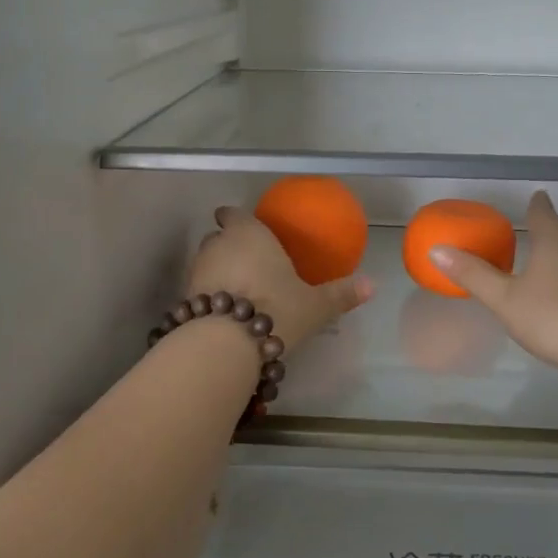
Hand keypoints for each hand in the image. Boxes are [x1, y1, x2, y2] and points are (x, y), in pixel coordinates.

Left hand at [189, 206, 372, 351]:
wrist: (227, 343)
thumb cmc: (277, 309)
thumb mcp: (316, 305)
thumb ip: (341, 293)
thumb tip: (373, 285)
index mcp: (249, 234)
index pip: (233, 213)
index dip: (235, 217)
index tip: (241, 223)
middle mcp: (218, 245)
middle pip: (218, 237)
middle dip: (228, 245)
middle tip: (248, 261)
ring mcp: (197, 271)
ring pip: (206, 262)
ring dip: (217, 271)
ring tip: (237, 289)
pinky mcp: (185, 298)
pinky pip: (198, 289)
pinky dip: (208, 295)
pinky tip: (223, 312)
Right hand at [429, 192, 557, 382]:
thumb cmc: (554, 317)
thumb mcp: (504, 299)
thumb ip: (472, 275)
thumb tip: (436, 250)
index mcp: (555, 238)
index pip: (542, 211)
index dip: (535, 205)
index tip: (534, 198)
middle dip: (547, 231)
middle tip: (529, 235)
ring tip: (545, 265)